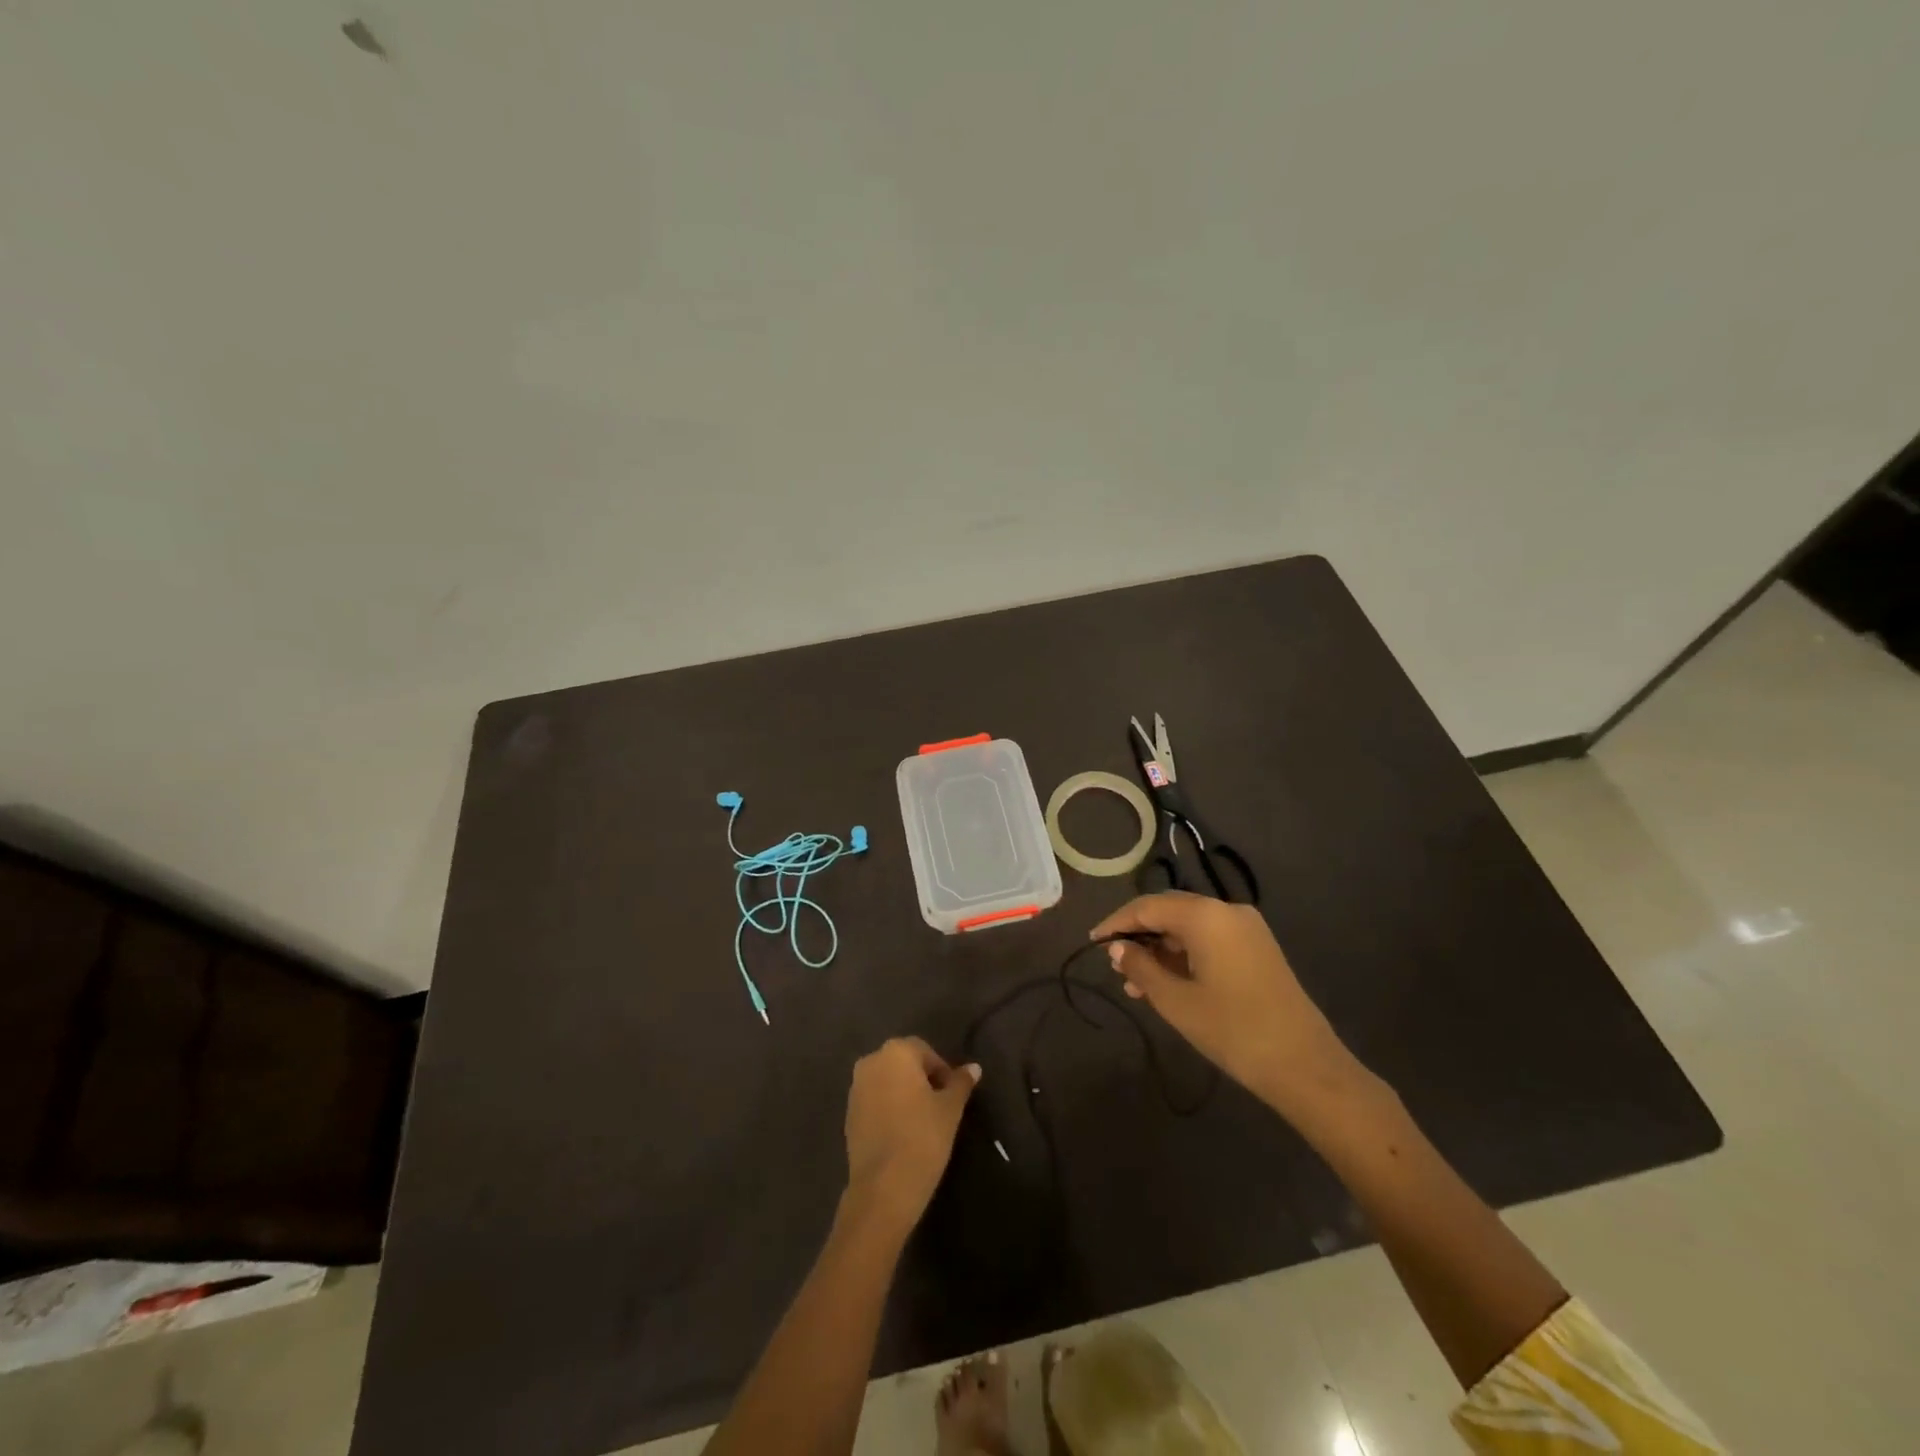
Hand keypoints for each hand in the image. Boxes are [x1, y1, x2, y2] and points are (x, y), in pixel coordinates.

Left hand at [842, 1037, 979, 1231]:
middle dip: (922, 1079)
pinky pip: (874, 1102)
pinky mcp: (848, 1115)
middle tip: (940, 1106)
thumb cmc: (923, 1137)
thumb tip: (974, 1068)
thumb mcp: (950, 1109)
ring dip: (904, 1093)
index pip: (924, 1051)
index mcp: (896, 1052)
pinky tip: (902, 1133)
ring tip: (922, 1121)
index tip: (953, 1095)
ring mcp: (855, 1089)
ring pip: (887, 1082)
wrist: (884, 1188)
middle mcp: (871, 1062)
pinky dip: (888, 1109)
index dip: (942, 1070)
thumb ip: (961, 1083)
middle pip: (903, 1063)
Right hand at [1090, 893, 1358, 1120]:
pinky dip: (1185, 956)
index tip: (1093, 941)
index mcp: (1206, 915)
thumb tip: (1117, 949)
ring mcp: (1247, 929)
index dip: (1117, 922)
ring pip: (1190, 928)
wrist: (1305, 1065)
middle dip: (1140, 936)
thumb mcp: (1175, 1001)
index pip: (1148, 906)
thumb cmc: (1232, 1029)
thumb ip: (1141, 968)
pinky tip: (1168, 984)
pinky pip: (1210, 941)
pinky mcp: (1258, 949)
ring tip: (1136, 984)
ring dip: (1161, 950)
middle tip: (1115, 965)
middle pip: (1170, 912)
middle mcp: (1227, 911)